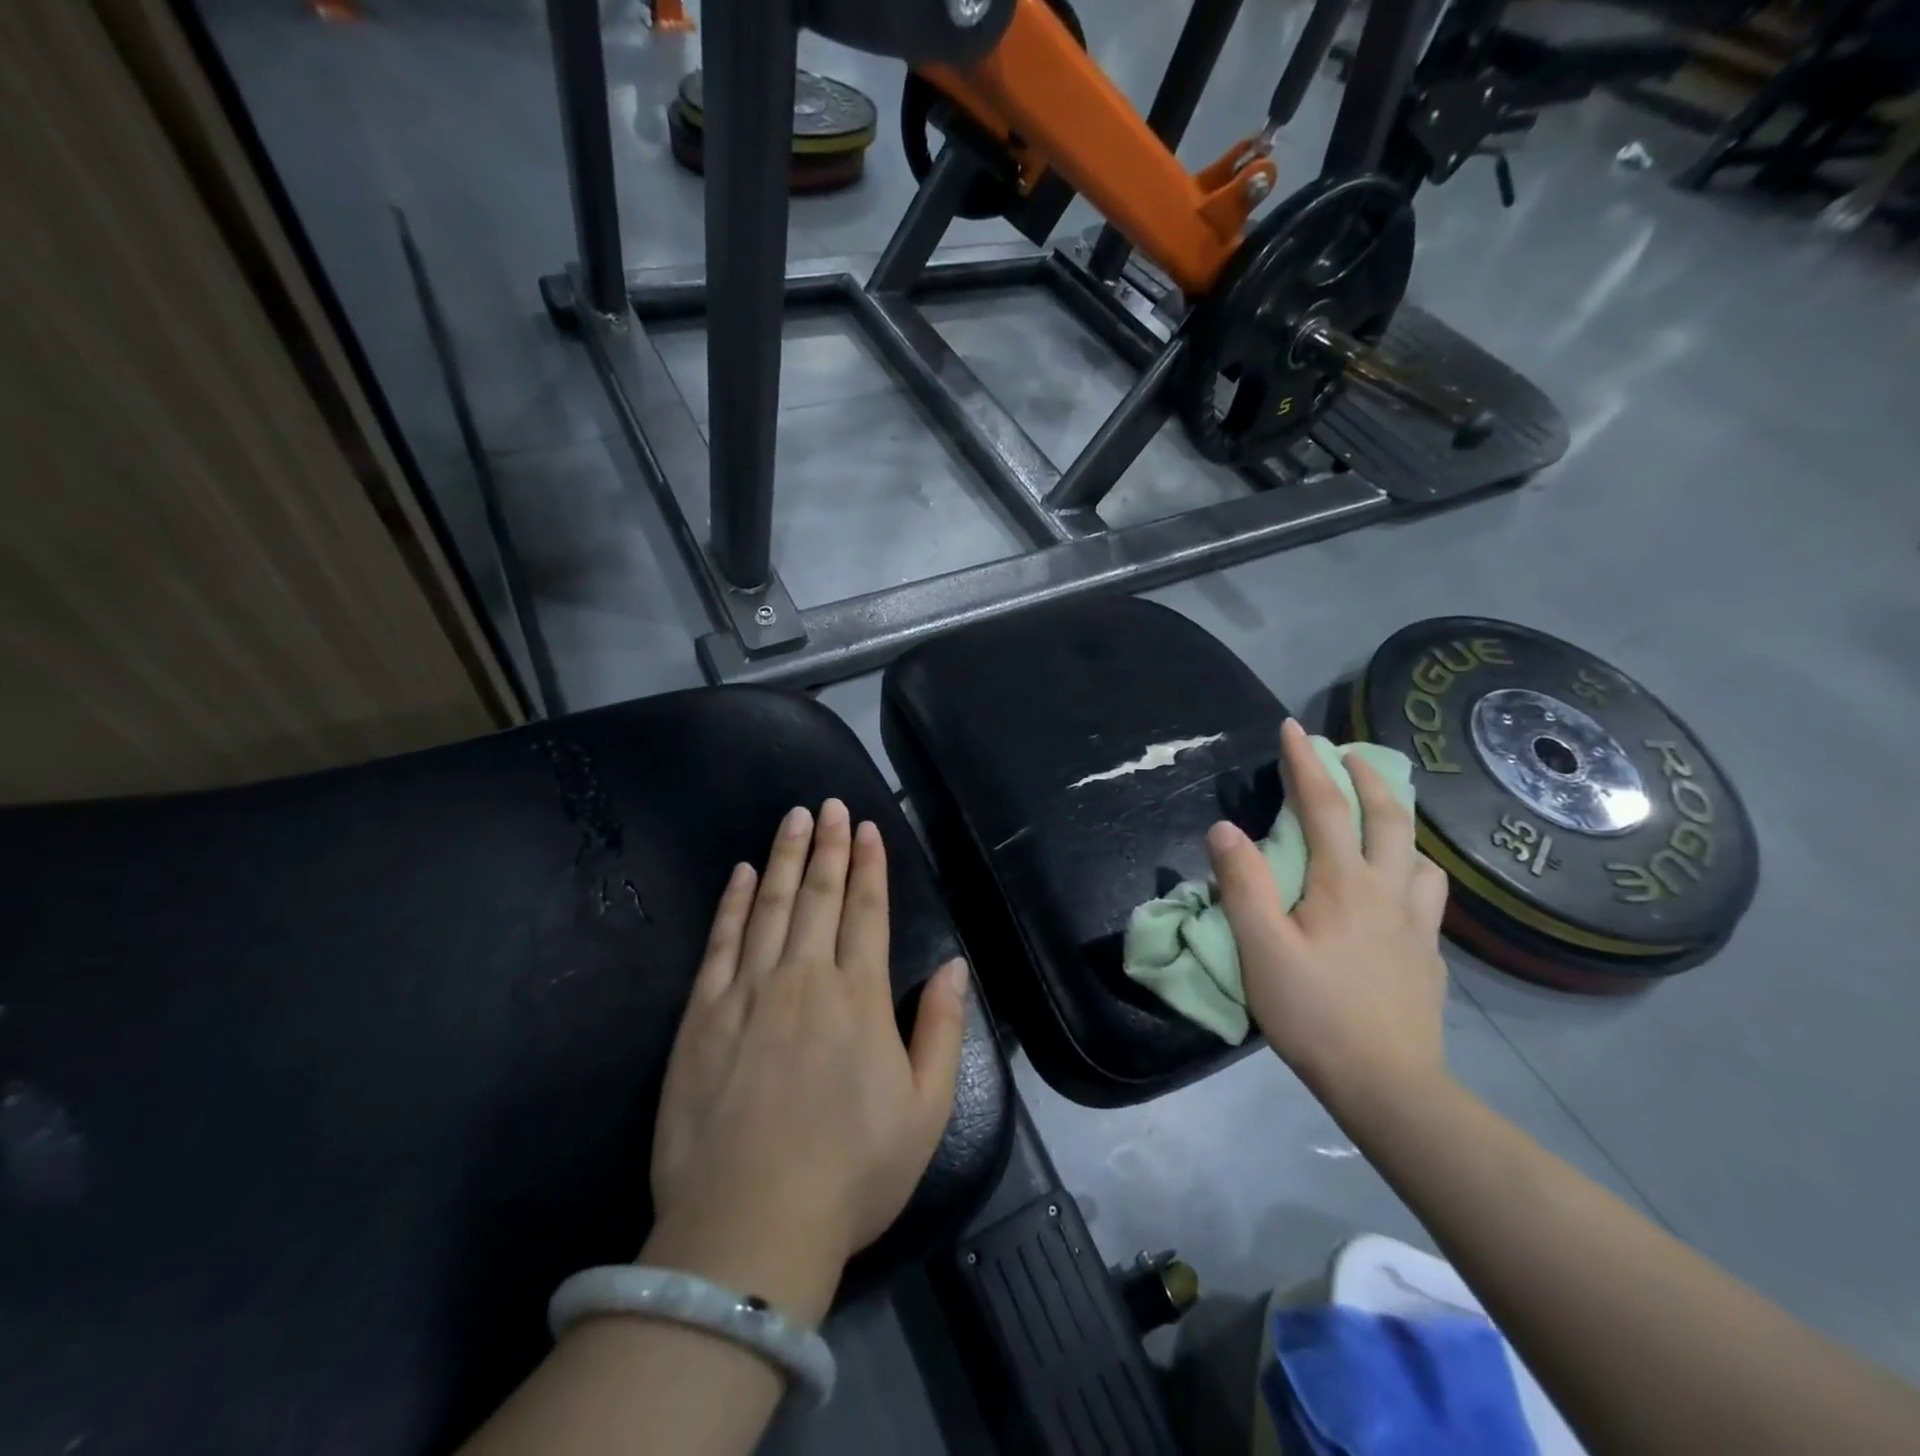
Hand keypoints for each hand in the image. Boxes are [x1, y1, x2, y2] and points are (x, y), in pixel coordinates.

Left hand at [643, 800, 969, 1323]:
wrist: (749, 1227)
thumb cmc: (851, 1173)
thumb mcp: (925, 1110)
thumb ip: (942, 1029)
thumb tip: (957, 966)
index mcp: (860, 997)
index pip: (867, 911)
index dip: (870, 866)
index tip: (868, 829)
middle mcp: (806, 978)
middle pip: (819, 895)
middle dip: (829, 845)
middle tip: (831, 805)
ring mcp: (748, 991)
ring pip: (771, 905)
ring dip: (784, 857)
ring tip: (794, 818)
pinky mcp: (702, 1015)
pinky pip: (721, 942)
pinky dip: (734, 902)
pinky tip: (743, 874)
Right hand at [1206, 718, 1451, 1119]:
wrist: (1388, 1086)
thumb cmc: (1314, 1013)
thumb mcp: (1261, 949)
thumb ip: (1243, 884)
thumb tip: (1225, 828)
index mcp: (1344, 884)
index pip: (1325, 807)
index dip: (1307, 764)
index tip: (1293, 728)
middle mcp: (1388, 891)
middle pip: (1389, 817)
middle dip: (1366, 776)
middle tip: (1347, 753)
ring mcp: (1416, 924)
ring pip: (1418, 855)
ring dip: (1398, 822)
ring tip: (1379, 817)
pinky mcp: (1428, 955)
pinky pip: (1425, 894)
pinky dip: (1409, 869)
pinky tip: (1397, 888)